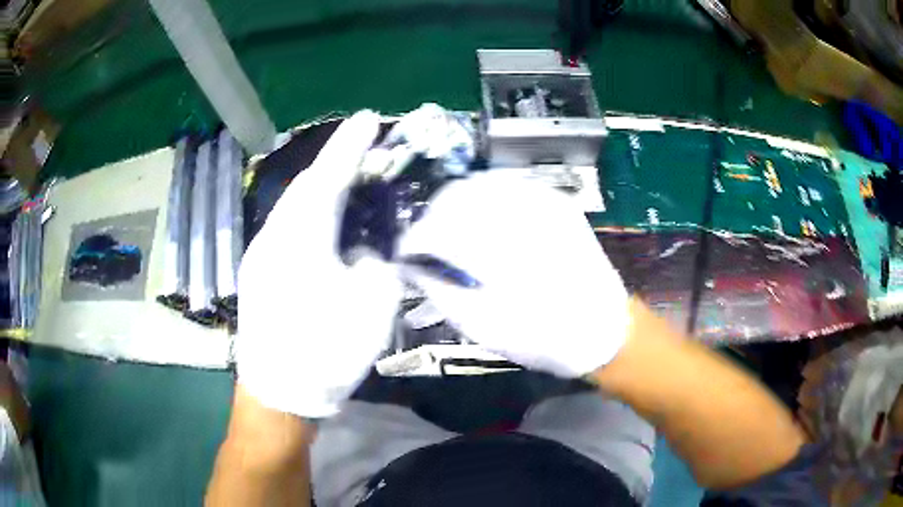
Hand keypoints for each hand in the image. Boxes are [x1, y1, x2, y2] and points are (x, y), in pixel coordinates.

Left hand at [236, 111, 400, 418]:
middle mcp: (273, 237)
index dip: (350, 145)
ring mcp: (260, 254)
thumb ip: (375, 264)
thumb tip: (364, 250)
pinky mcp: (258, 270)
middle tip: (367, 151)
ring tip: (351, 180)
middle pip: (306, 186)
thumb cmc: (325, 353)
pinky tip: (326, 222)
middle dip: (337, 162)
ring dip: (322, 187)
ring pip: (293, 205)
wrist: (279, 392)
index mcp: (300, 241)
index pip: (328, 177)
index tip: (368, 118)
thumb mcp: (371, 308)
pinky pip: (286, 226)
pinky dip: (310, 213)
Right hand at [399, 171, 629, 377]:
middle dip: (432, 216)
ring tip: (451, 233)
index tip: (406, 254)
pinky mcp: (556, 202)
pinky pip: (507, 186)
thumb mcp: (482, 326)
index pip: (438, 226)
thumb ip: (440, 288)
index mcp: (500, 249)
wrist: (604, 330)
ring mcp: (543, 201)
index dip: (415, 238)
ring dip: (456, 205)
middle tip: (427, 244)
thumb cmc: (543, 338)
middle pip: (457, 194)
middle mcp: (521, 213)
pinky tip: (482, 222)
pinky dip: (484, 199)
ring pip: (480, 184)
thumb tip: (412, 265)